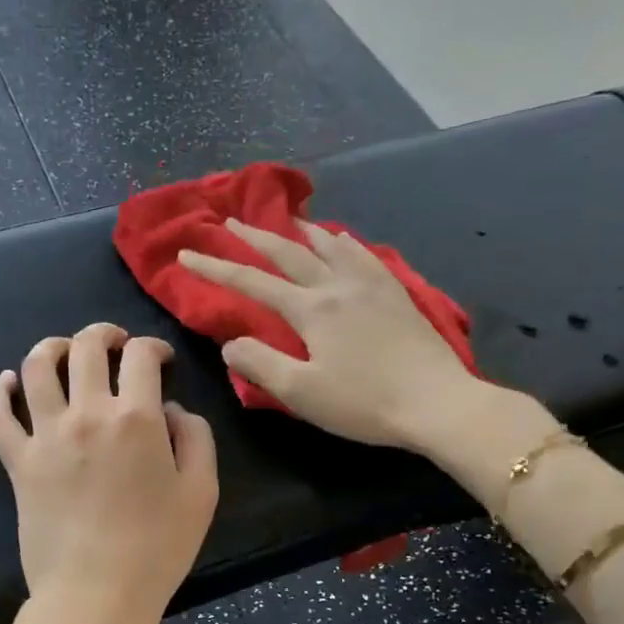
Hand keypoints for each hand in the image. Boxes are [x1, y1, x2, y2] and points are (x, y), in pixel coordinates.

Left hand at [0, 323, 218, 623]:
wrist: (95, 596)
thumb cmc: (157, 549)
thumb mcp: (201, 493)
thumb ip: (195, 438)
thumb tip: (172, 410)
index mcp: (136, 418)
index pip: (140, 356)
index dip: (153, 347)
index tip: (159, 359)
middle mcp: (87, 414)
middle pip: (87, 348)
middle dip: (104, 334)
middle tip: (114, 343)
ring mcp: (46, 436)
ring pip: (36, 368)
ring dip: (51, 348)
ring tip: (63, 351)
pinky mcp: (17, 462)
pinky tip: (7, 382)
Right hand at [179, 219, 555, 495]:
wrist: (438, 403)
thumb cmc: (364, 403)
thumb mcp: (301, 392)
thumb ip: (260, 364)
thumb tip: (230, 343)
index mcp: (311, 309)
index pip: (252, 283)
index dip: (215, 269)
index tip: (186, 255)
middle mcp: (338, 286)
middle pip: (289, 252)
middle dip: (255, 237)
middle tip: (231, 222)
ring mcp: (371, 285)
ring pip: (330, 245)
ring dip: (301, 231)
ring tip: (288, 220)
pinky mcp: (396, 294)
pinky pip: (363, 255)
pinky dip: (343, 242)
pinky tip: (343, 241)